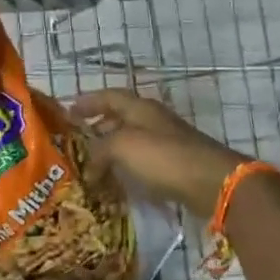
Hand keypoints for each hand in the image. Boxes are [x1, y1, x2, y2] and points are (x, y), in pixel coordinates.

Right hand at [71, 89, 248, 216]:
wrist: (213, 183)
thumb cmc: (164, 157)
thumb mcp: (123, 147)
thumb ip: (100, 150)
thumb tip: (89, 167)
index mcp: (141, 108)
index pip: (109, 96)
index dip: (87, 101)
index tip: (66, 111)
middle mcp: (153, 120)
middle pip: (120, 118)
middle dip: (98, 127)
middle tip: (76, 142)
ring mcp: (167, 142)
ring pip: (131, 141)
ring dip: (112, 150)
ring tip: (91, 166)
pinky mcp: (175, 165)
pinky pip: (143, 162)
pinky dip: (127, 168)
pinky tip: (117, 182)